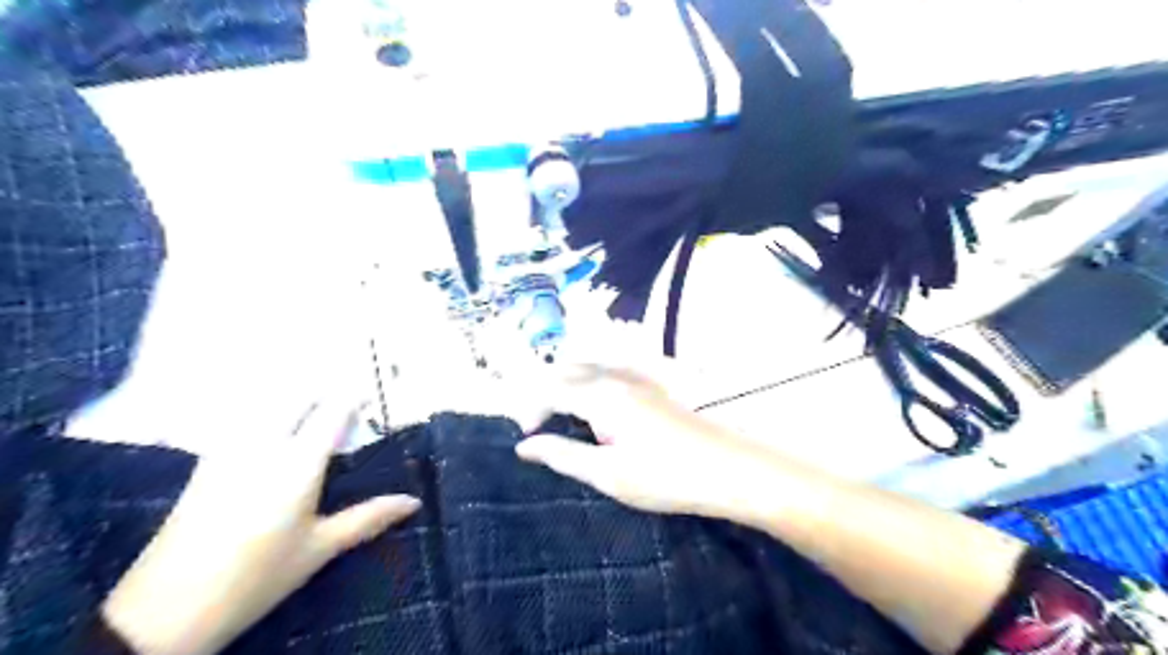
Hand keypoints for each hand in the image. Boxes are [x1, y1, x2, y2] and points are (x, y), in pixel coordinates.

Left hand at [100, 399, 419, 653]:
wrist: (167, 610)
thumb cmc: (257, 577)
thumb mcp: (320, 548)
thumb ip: (368, 518)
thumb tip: (413, 502)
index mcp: (298, 464)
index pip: (332, 412)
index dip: (354, 395)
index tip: (371, 389)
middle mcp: (263, 446)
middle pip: (297, 396)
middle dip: (323, 387)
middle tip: (344, 391)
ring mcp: (229, 450)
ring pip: (265, 402)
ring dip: (293, 393)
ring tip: (312, 395)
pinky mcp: (206, 462)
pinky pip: (242, 418)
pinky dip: (264, 407)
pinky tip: (269, 416)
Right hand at [517, 365, 773, 518]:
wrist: (728, 468)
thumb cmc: (665, 476)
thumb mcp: (608, 473)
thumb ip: (562, 454)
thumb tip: (524, 445)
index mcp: (601, 396)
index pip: (550, 388)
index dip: (530, 408)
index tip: (526, 438)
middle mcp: (617, 376)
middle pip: (567, 369)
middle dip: (544, 392)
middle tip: (539, 426)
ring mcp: (638, 377)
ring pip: (589, 366)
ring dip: (566, 384)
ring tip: (561, 415)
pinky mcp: (653, 385)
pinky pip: (610, 370)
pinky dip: (589, 381)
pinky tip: (596, 403)